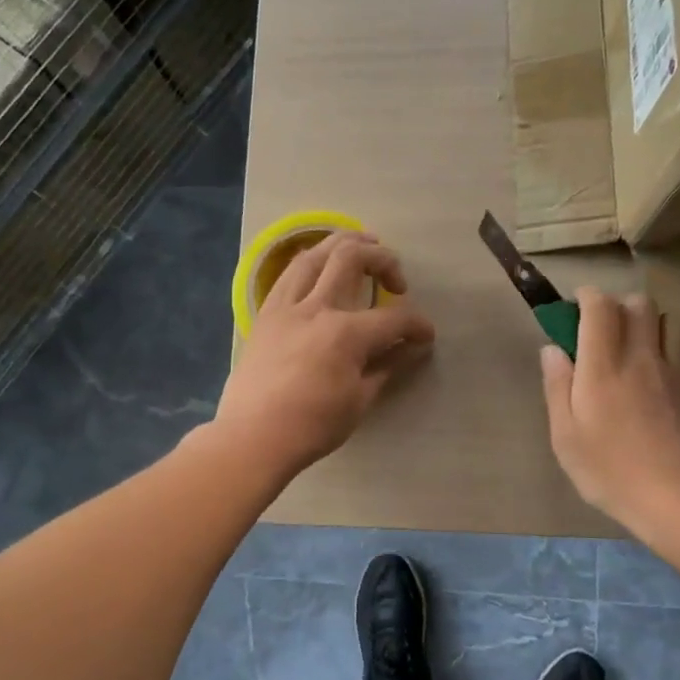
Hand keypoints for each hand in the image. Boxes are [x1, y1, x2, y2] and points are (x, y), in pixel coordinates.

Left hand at [215, 232, 434, 476]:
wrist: (253, 437)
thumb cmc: (312, 426)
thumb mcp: (359, 401)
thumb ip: (387, 366)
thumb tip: (412, 348)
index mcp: (346, 334)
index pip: (394, 318)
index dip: (417, 324)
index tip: (425, 336)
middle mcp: (317, 308)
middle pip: (352, 258)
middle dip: (383, 259)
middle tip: (395, 279)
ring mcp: (286, 307)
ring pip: (315, 254)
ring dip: (343, 243)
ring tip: (362, 244)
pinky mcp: (266, 314)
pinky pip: (288, 274)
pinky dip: (310, 261)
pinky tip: (320, 266)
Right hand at [540, 287, 679, 535]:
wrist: (679, 498)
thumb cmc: (611, 471)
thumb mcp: (566, 437)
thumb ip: (557, 387)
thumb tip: (553, 349)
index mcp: (603, 366)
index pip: (600, 307)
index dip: (587, 297)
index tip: (576, 307)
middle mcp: (642, 357)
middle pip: (640, 303)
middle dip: (621, 306)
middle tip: (607, 330)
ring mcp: (678, 371)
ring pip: (672, 322)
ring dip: (653, 325)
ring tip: (641, 348)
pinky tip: (673, 370)